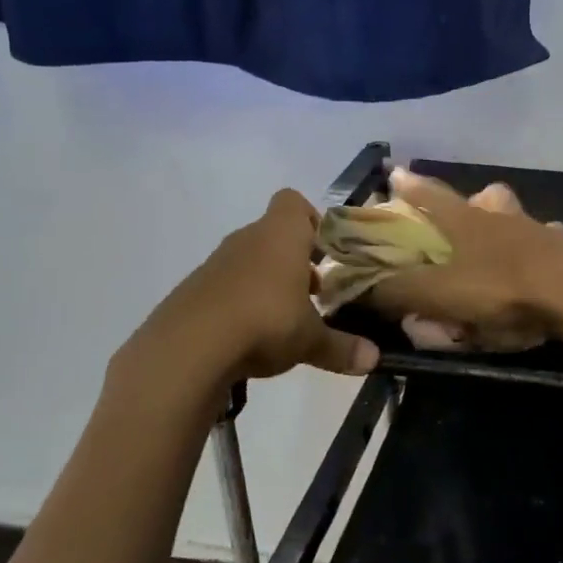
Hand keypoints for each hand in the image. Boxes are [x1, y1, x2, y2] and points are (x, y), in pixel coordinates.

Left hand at [147, 190, 379, 381]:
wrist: (187, 348)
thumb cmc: (264, 323)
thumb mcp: (310, 340)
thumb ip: (342, 348)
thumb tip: (375, 359)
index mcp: (280, 236)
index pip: (293, 203)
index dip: (311, 221)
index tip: (325, 252)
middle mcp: (247, 240)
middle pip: (274, 235)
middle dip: (295, 262)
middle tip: (314, 294)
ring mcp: (215, 265)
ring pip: (250, 263)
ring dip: (268, 284)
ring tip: (284, 320)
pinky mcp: (193, 292)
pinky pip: (225, 288)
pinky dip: (240, 305)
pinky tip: (249, 338)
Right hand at [369, 168, 562, 342]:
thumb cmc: (501, 288)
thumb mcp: (439, 293)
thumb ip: (398, 291)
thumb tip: (360, 286)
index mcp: (466, 222)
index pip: (430, 196)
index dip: (410, 186)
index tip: (395, 172)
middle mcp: (502, 218)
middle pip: (485, 197)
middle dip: (472, 201)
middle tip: (467, 212)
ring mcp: (540, 231)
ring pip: (521, 216)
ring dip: (511, 222)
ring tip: (504, 241)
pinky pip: (552, 245)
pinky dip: (544, 251)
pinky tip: (544, 268)